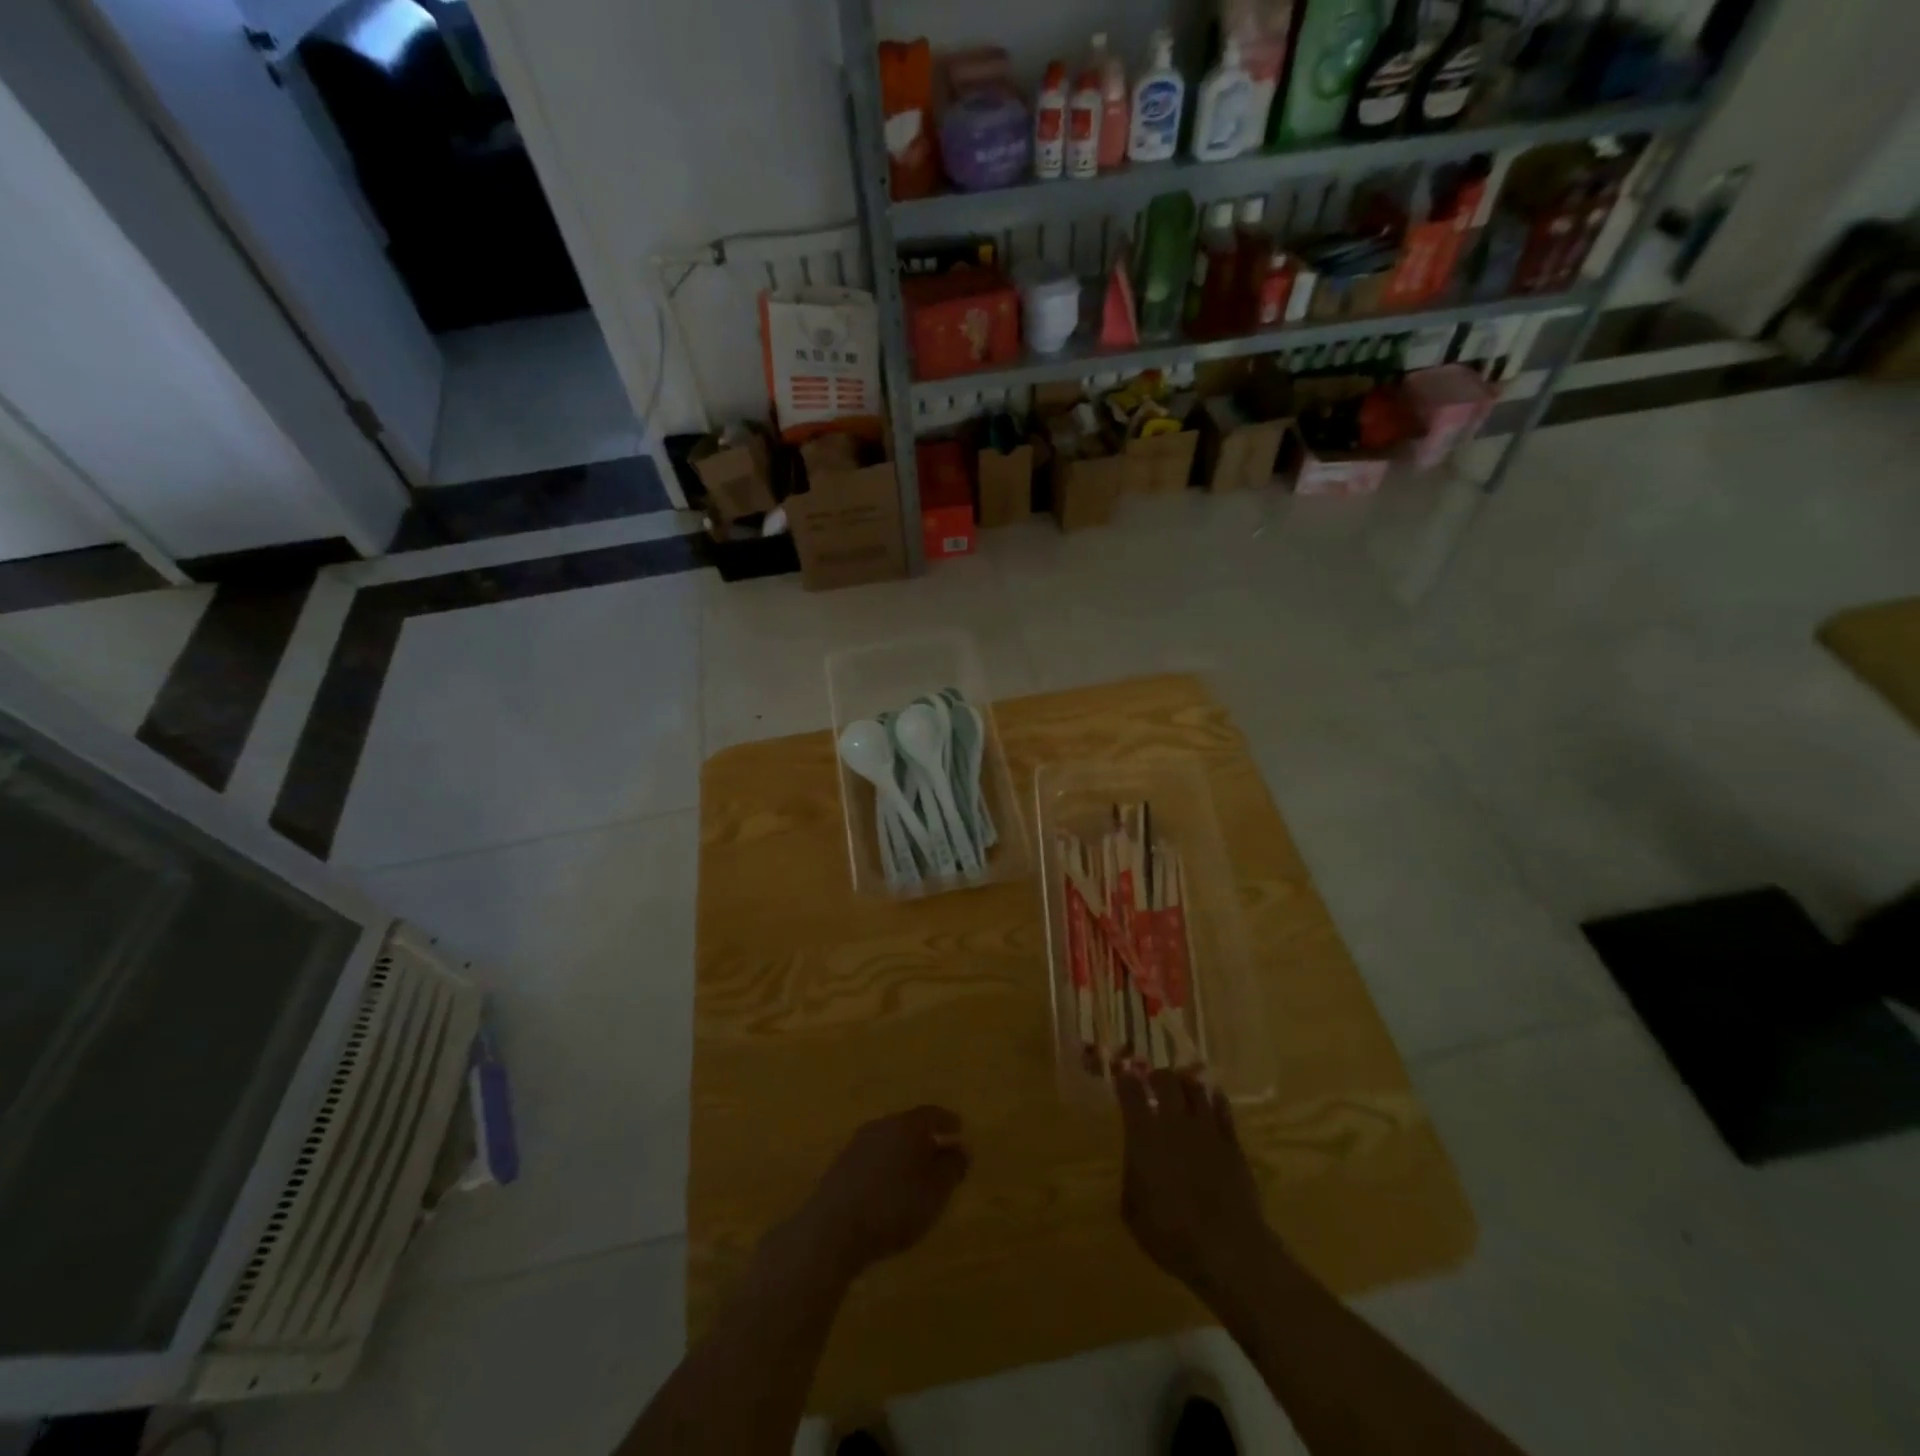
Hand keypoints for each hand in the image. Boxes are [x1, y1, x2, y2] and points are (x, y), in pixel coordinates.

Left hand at [788, 1106, 970, 1280]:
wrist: (832, 1229)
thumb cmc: (893, 1207)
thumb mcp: (935, 1192)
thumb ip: (952, 1168)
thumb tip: (961, 1149)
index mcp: (905, 1126)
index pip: (931, 1114)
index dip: (946, 1120)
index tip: (959, 1127)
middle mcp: (880, 1126)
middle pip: (908, 1125)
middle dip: (924, 1138)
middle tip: (939, 1153)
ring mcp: (856, 1145)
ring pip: (888, 1142)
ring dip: (903, 1154)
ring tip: (915, 1174)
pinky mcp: (840, 1167)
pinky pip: (872, 1159)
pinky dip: (886, 1167)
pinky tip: (889, 1188)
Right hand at [1116, 1069, 1273, 1300]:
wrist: (1227, 1249)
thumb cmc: (1170, 1234)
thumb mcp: (1133, 1212)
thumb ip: (1132, 1179)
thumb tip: (1136, 1166)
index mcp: (1144, 1136)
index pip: (1130, 1093)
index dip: (1125, 1080)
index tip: (1122, 1076)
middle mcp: (1173, 1123)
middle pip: (1166, 1080)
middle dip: (1157, 1076)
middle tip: (1153, 1082)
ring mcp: (1206, 1130)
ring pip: (1196, 1089)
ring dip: (1186, 1084)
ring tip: (1182, 1087)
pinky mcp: (1232, 1143)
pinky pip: (1223, 1109)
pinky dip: (1215, 1100)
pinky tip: (1212, 1100)